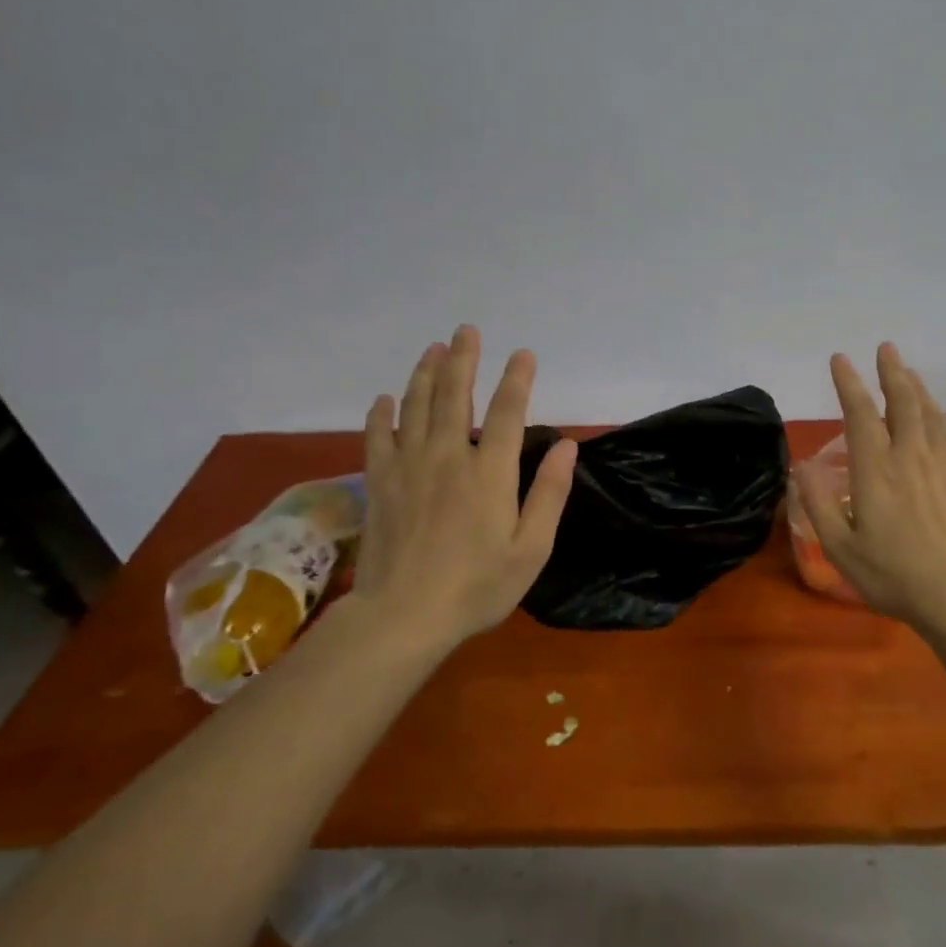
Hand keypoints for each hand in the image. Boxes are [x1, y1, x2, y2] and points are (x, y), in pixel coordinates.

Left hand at [351, 325, 577, 646]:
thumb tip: (568, 446)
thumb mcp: (531, 548)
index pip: (507, 412)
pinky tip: (385, 398)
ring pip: (416, 406)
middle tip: (466, 330)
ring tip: (433, 348)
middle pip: (454, 395)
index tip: (524, 354)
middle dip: (463, 359)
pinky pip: (377, 437)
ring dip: (425, 373)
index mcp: (490, 473)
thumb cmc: (477, 586)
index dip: (517, 379)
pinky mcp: (380, 483)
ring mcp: (409, 467)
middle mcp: (448, 457)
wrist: (404, 616)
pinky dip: (381, 414)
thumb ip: (549, 494)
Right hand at [794, 343, 945, 633]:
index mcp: (875, 470)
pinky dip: (940, 414)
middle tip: (885, 348)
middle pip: (902, 402)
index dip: (849, 383)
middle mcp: (909, 456)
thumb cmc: (893, 574)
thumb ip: (818, 505)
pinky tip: (938, 412)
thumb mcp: (840, 547)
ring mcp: (941, 465)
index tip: (840, 359)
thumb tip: (800, 468)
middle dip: (891, 371)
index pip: (860, 413)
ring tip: (906, 370)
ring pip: (929, 412)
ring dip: (916, 386)